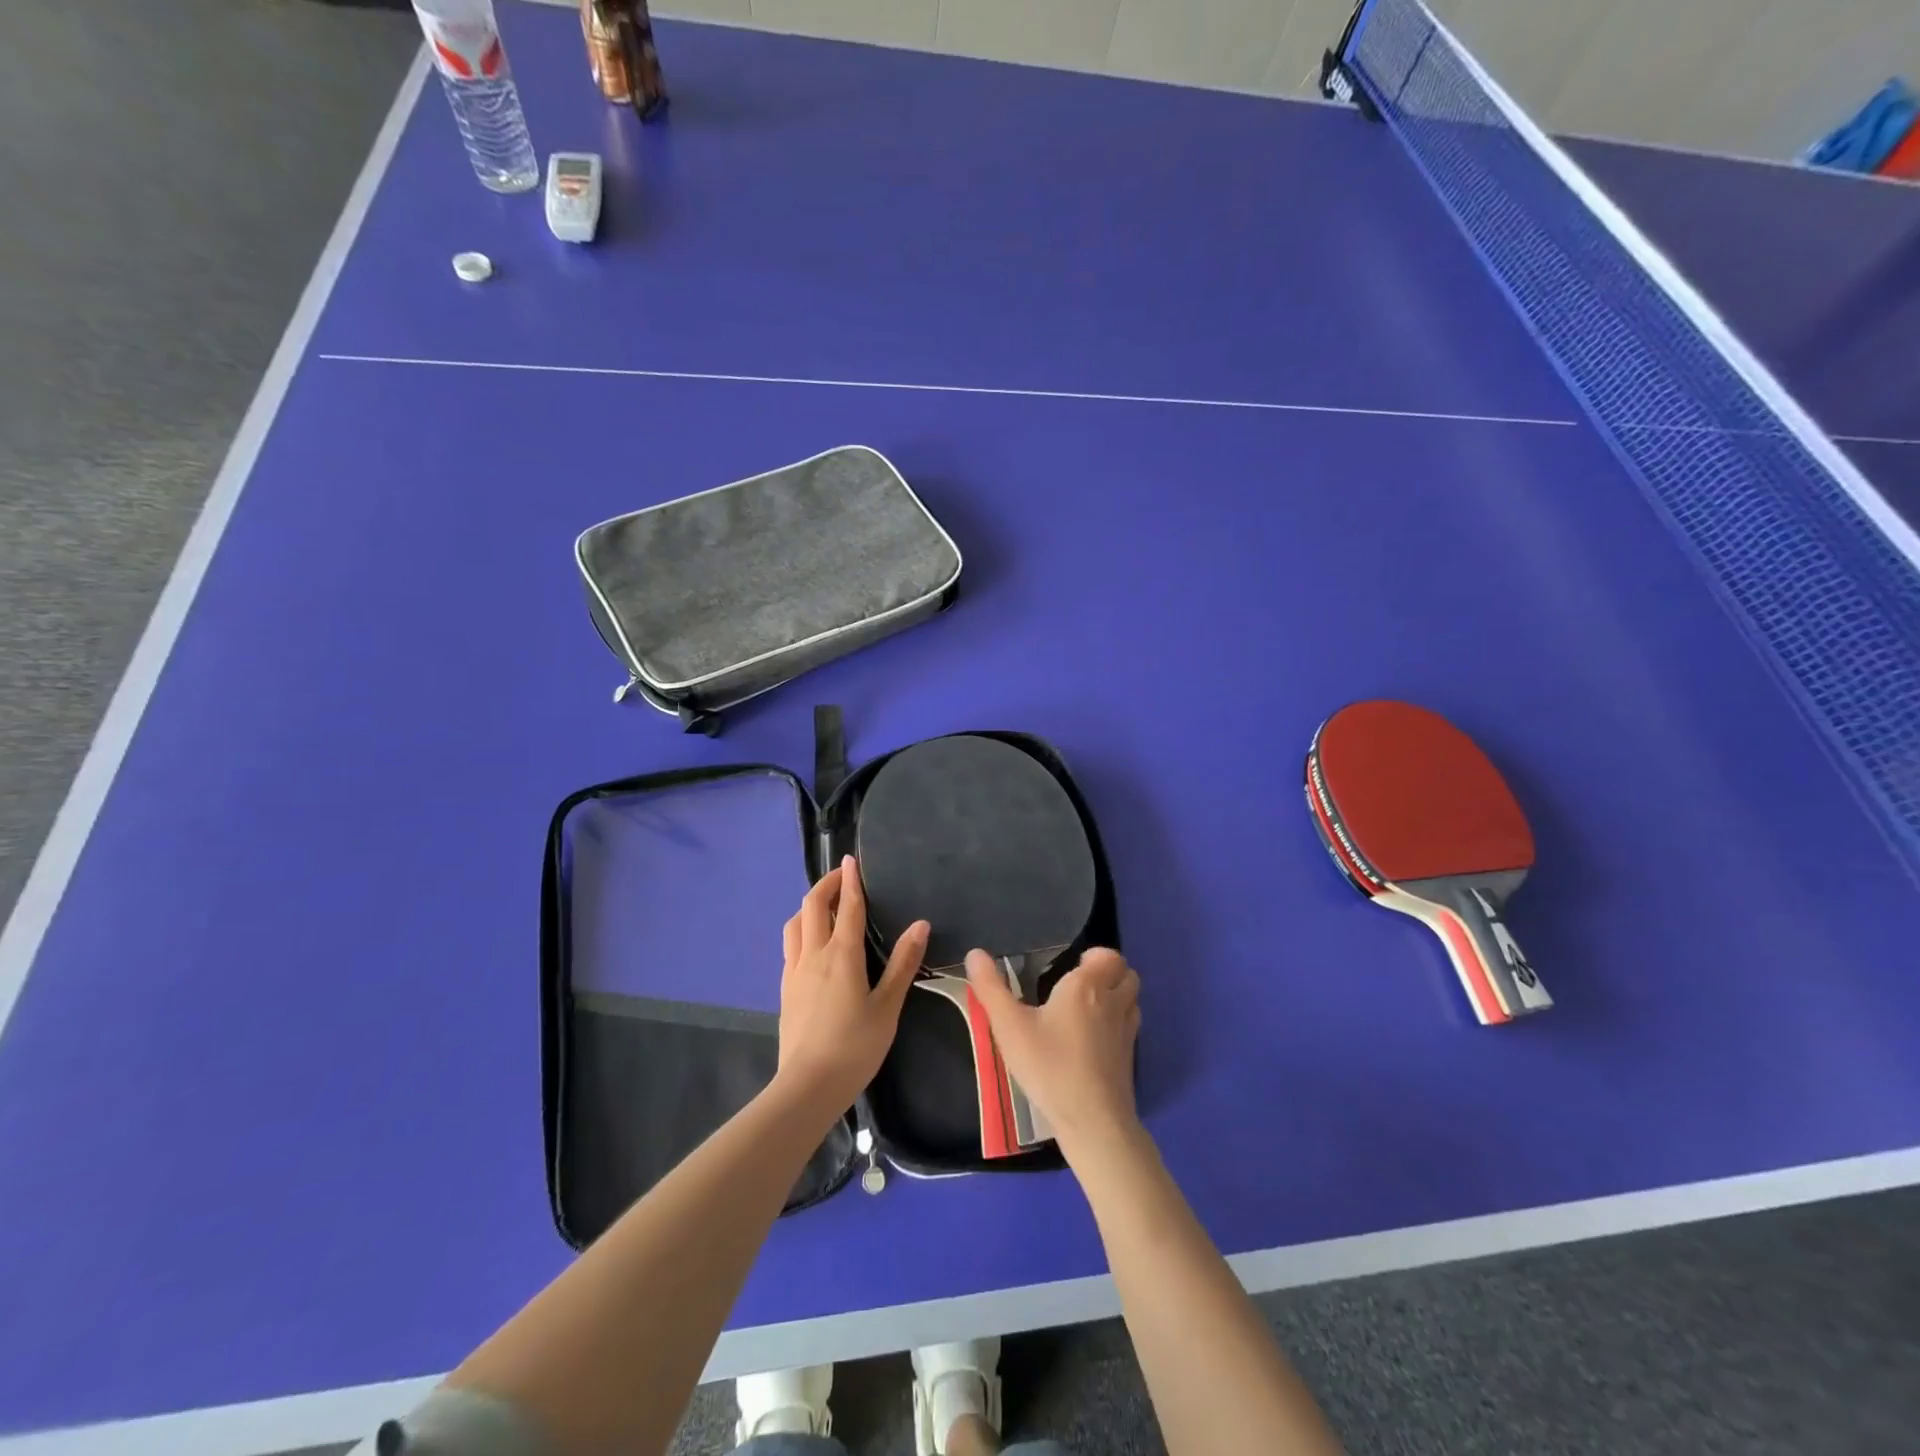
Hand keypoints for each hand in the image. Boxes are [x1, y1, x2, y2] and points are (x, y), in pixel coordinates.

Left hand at [777, 857, 927, 1111]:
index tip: (852, 859)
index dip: (851, 880)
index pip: (847, 906)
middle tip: (842, 876)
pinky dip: (800, 929)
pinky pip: (790, 945)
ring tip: (824, 905)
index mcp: (842, 955)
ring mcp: (795, 971)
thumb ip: (903, 963)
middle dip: (826, 884)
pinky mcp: (785, 988)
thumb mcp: (888, 1006)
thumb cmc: (855, 1046)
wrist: (808, 1086)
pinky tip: (811, 943)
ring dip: (808, 906)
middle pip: (812, 905)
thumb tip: (920, 924)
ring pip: (795, 923)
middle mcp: (814, 954)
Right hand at [966, 946, 1141, 1158]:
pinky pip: (1130, 1026)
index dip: (1095, 956)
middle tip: (1079, 985)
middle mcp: (1113, 1002)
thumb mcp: (1010, 1026)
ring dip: (1117, 996)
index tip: (1073, 967)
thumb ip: (991, 988)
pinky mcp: (1130, 1058)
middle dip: (1109, 972)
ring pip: (1132, 999)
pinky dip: (1118, 1023)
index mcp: (1087, 986)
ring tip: (1088, 1009)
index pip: (1109, 956)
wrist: (1092, 1120)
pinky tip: (1094, 1040)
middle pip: (1126, 973)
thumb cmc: (1049, 1065)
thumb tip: (975, 953)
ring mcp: (1126, 1031)